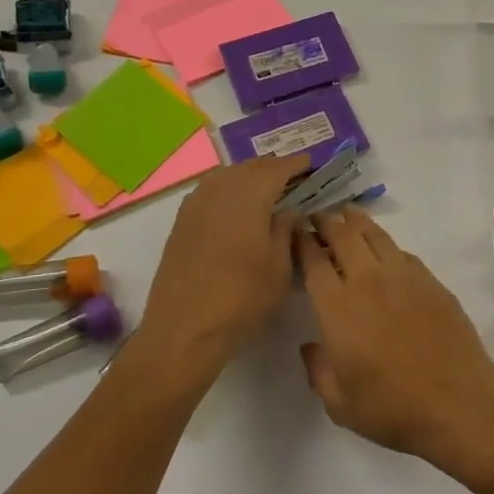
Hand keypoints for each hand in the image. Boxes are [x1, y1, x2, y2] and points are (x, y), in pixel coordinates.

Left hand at [137, 154, 309, 377]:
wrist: (184, 329)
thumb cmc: (242, 298)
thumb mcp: (280, 267)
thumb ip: (286, 230)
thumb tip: (288, 210)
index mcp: (249, 194)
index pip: (278, 168)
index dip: (297, 165)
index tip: (312, 166)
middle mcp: (220, 189)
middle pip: (251, 167)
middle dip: (273, 169)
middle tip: (293, 180)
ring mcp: (196, 203)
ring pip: (227, 175)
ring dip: (249, 177)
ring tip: (267, 192)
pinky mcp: (182, 221)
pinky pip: (210, 191)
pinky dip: (228, 190)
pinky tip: (236, 208)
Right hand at [297, 210, 493, 460]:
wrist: (458, 403)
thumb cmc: (392, 408)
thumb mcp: (340, 404)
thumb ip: (318, 371)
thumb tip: (311, 346)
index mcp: (338, 307)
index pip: (313, 260)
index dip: (301, 240)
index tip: (295, 231)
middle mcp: (367, 281)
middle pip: (342, 234)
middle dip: (326, 221)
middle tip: (318, 218)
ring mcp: (402, 276)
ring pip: (374, 234)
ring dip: (356, 221)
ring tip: (347, 216)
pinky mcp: (430, 280)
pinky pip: (401, 251)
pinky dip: (385, 244)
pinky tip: (384, 251)